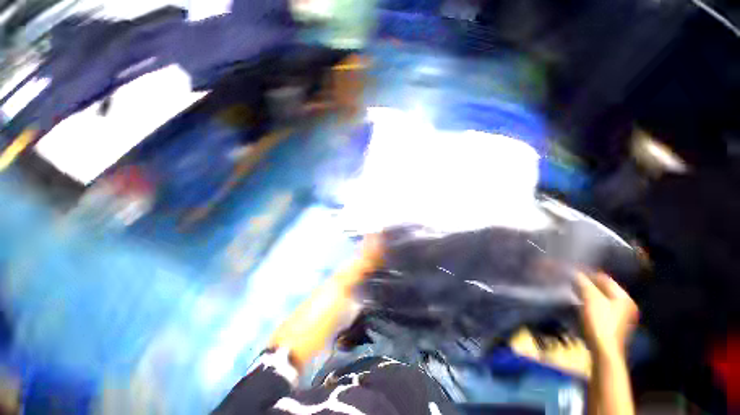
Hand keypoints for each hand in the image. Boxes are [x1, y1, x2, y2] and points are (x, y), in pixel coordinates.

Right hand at [577, 272, 638, 356]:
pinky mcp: (612, 326)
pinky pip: (599, 309)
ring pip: (600, 300)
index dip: (588, 274)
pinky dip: (589, 305)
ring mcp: (620, 318)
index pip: (605, 279)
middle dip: (587, 285)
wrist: (603, 351)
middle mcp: (626, 306)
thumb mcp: (590, 299)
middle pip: (603, 290)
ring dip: (587, 295)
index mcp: (624, 298)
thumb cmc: (600, 322)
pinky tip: (579, 306)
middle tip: (571, 281)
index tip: (572, 272)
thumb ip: (583, 283)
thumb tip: (574, 271)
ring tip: (572, 292)